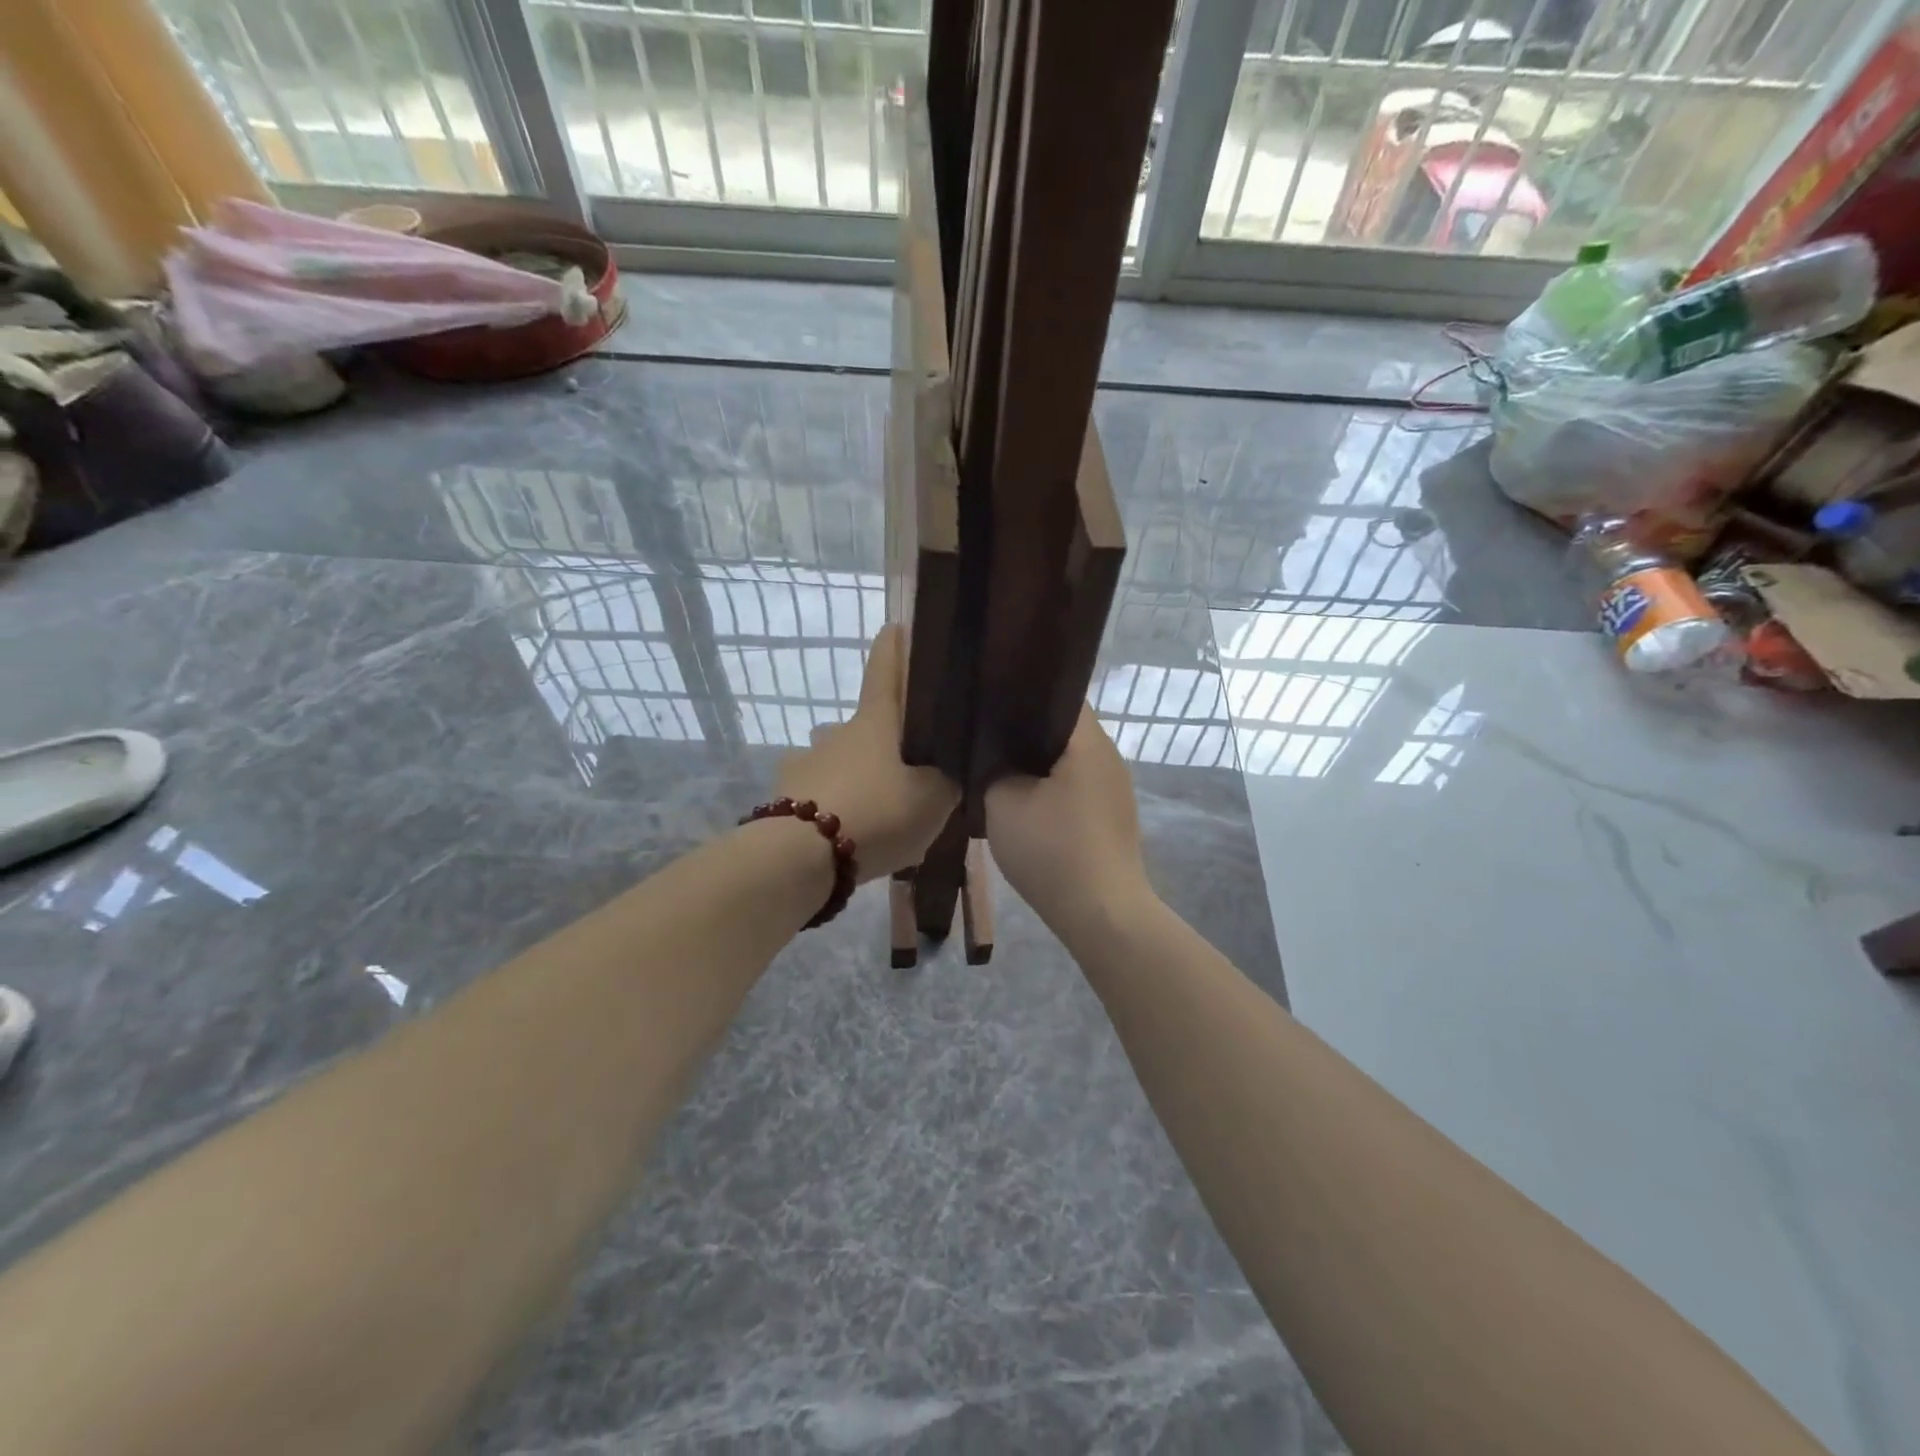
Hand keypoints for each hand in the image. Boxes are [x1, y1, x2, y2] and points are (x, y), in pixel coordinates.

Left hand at [776, 624, 958, 882]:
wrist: (802, 856)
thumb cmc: (877, 812)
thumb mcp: (932, 801)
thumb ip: (944, 783)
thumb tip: (943, 774)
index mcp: (875, 723)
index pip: (885, 671)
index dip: (893, 648)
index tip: (894, 626)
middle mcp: (838, 733)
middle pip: (865, 724)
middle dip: (884, 739)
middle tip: (908, 770)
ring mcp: (806, 762)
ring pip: (838, 760)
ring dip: (856, 774)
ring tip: (876, 809)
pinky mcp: (785, 797)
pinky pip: (818, 794)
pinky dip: (833, 806)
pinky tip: (846, 834)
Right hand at [985, 705, 1151, 925]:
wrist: (1101, 915)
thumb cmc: (1053, 850)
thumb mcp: (1003, 803)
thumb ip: (992, 769)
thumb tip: (995, 760)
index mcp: (1088, 742)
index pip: (1058, 696)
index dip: (1022, 696)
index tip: (989, 704)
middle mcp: (1109, 758)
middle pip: (1063, 730)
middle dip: (1024, 733)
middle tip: (985, 738)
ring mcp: (1115, 791)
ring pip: (1068, 762)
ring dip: (1037, 766)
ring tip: (998, 770)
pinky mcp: (1113, 819)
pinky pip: (1076, 789)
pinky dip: (1051, 791)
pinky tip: (1025, 806)